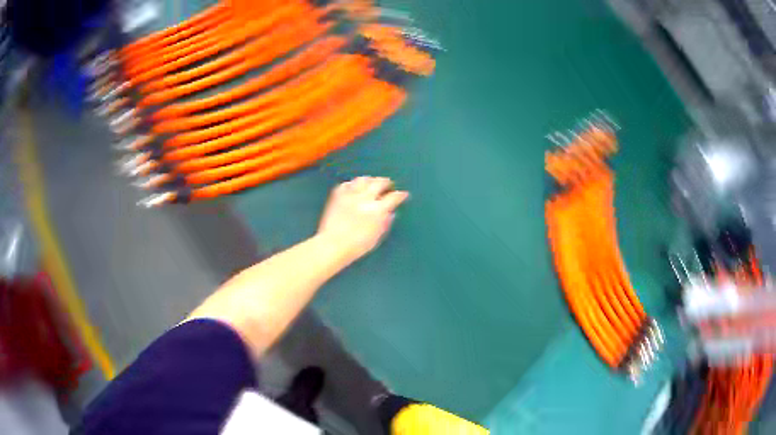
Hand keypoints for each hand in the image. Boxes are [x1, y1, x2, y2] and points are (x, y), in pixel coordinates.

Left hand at [317, 177, 408, 260]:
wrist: (333, 245)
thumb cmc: (357, 246)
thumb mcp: (377, 237)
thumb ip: (385, 223)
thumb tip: (390, 213)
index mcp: (378, 210)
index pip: (394, 197)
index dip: (400, 195)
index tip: (403, 194)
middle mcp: (365, 198)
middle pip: (379, 183)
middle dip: (386, 182)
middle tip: (388, 183)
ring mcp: (350, 195)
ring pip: (363, 180)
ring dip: (370, 180)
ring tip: (372, 182)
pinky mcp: (337, 195)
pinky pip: (347, 184)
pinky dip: (353, 184)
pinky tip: (354, 187)